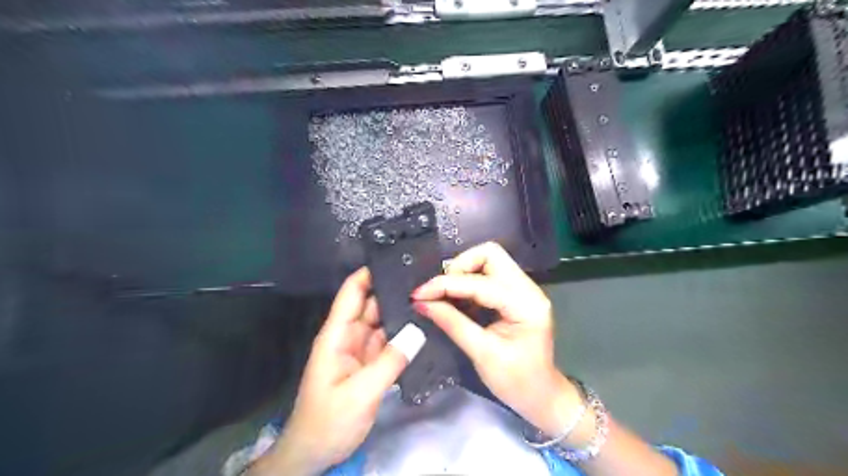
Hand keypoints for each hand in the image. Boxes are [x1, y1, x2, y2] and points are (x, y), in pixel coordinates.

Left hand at [251, 269, 423, 472]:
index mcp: (337, 335)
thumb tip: (418, 330)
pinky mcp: (370, 364)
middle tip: (426, 281)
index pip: (352, 293)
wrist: (315, 453)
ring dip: (402, 313)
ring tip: (430, 300)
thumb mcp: (360, 393)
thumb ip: (389, 361)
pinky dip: (404, 335)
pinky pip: (389, 343)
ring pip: (383, 323)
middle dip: (394, 291)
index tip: (395, 260)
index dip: (369, 273)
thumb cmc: (328, 421)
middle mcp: (349, 336)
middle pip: (372, 304)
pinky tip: (423, 328)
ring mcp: (361, 350)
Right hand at [411, 244, 583, 441]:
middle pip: (490, 254)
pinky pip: (489, 274)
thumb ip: (452, 323)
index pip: (480, 282)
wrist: (542, 396)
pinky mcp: (516, 293)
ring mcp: (524, 288)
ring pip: (489, 260)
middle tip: (440, 292)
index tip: (419, 294)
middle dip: (459, 267)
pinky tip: (457, 299)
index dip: (446, 284)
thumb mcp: (482, 354)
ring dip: (463, 272)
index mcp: (525, 304)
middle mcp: (528, 288)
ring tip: (445, 296)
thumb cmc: (516, 382)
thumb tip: (422, 303)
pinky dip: (469, 281)